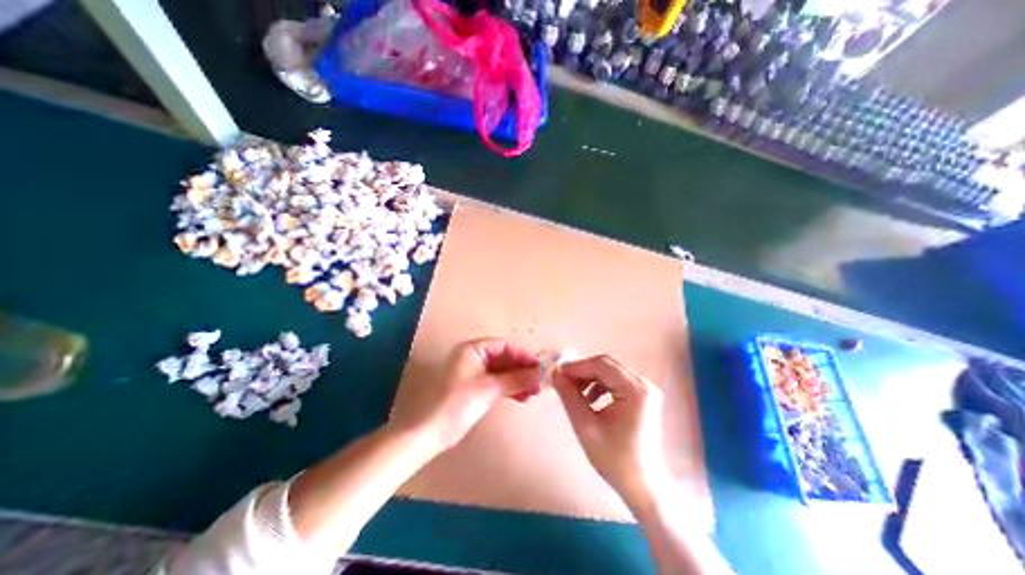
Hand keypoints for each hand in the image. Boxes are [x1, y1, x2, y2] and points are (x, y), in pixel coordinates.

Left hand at [388, 339, 538, 454]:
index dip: (523, 355)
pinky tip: (522, 398)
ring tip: (533, 393)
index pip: (505, 346)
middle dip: (522, 370)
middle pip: (505, 358)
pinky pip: (498, 383)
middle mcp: (475, 357)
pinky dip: (510, 388)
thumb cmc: (458, 404)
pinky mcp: (476, 388)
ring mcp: (476, 373)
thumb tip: (540, 373)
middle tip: (538, 383)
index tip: (539, 368)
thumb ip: (516, 379)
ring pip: (503, 371)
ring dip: (518, 380)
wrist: (432, 433)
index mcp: (474, 349)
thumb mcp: (489, 389)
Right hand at [553, 356, 672, 508]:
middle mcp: (644, 384)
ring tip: (575, 394)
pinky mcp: (642, 397)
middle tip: (563, 383)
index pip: (602, 365)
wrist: (644, 486)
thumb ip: (569, 397)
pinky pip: (616, 382)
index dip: (577, 367)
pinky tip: (590, 400)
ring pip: (610, 372)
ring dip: (590, 379)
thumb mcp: (586, 427)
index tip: (558, 374)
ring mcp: (645, 390)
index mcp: (635, 390)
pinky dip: (599, 386)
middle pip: (607, 366)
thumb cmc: (616, 459)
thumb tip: (556, 375)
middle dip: (583, 372)